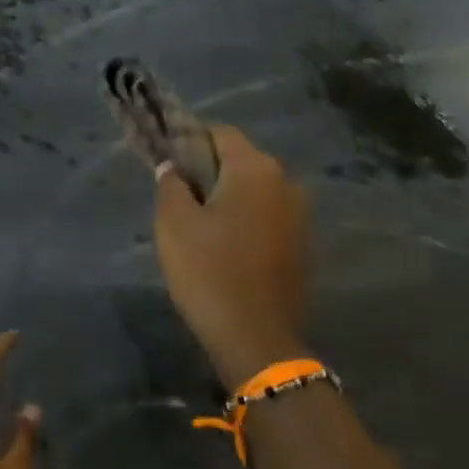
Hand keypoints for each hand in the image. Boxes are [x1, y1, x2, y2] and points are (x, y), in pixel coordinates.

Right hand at [155, 124, 308, 389]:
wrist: (255, 336)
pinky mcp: (302, 244)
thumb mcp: (173, 225)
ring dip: (229, 199)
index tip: (167, 160)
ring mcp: (300, 214)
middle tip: (178, 198)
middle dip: (209, 171)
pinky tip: (225, 248)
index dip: (190, 140)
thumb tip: (172, 167)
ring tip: (200, 227)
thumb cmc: (208, 272)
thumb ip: (170, 185)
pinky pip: (267, 218)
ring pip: (255, 192)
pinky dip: (246, 222)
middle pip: (240, 161)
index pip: (219, 133)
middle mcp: (286, 181)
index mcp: (255, 169)